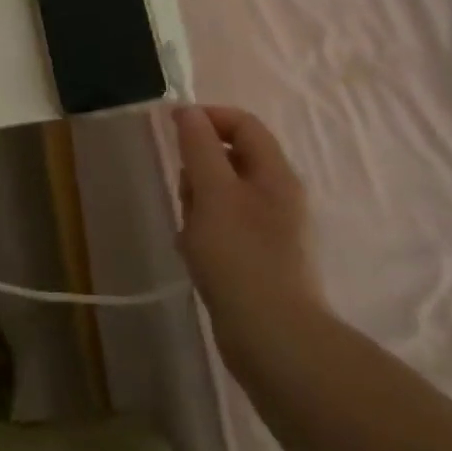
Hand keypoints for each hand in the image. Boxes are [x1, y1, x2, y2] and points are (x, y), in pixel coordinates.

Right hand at [173, 105, 322, 365]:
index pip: (243, 124)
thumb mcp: (213, 193)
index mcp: (275, 173)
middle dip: (198, 170)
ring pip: (223, 196)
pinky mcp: (260, 259)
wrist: (273, 339)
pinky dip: (205, 233)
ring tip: (189, 234)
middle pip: (231, 159)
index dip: (208, 118)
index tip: (172, 130)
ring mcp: (271, 230)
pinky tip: (194, 257)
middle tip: (185, 196)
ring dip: (198, 205)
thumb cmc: (240, 257)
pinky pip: (225, 228)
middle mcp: (279, 196)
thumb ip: (199, 148)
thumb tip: (188, 111)